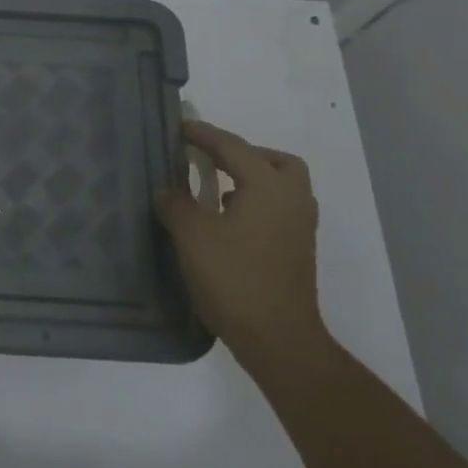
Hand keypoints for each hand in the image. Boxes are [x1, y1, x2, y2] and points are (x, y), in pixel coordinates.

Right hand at [157, 122, 327, 377]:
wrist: (278, 339)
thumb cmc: (234, 279)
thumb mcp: (192, 236)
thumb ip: (176, 204)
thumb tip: (167, 191)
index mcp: (269, 186)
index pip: (232, 146)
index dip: (203, 134)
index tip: (179, 127)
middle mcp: (292, 200)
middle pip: (274, 161)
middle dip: (243, 155)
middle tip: (211, 161)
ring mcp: (300, 228)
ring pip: (281, 188)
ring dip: (251, 181)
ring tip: (215, 192)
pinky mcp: (298, 252)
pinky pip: (278, 211)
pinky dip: (256, 205)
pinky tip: (227, 223)